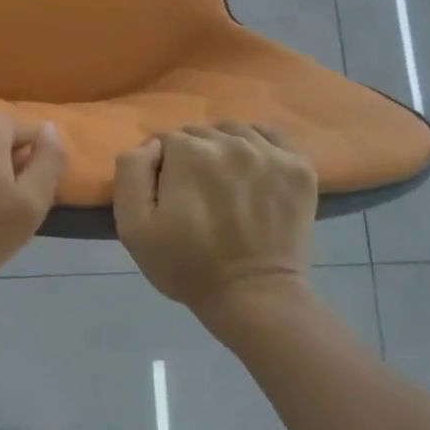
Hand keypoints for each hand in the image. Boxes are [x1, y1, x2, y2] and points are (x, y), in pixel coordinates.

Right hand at [114, 122, 316, 314]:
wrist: (252, 297)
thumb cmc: (186, 265)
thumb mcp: (133, 226)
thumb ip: (131, 172)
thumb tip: (151, 145)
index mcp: (189, 152)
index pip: (166, 140)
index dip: (161, 167)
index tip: (167, 196)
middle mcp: (230, 142)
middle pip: (200, 134)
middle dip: (191, 157)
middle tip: (195, 195)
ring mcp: (269, 153)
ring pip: (234, 131)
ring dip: (223, 149)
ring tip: (224, 183)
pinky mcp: (298, 167)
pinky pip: (271, 136)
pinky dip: (258, 145)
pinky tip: (252, 169)